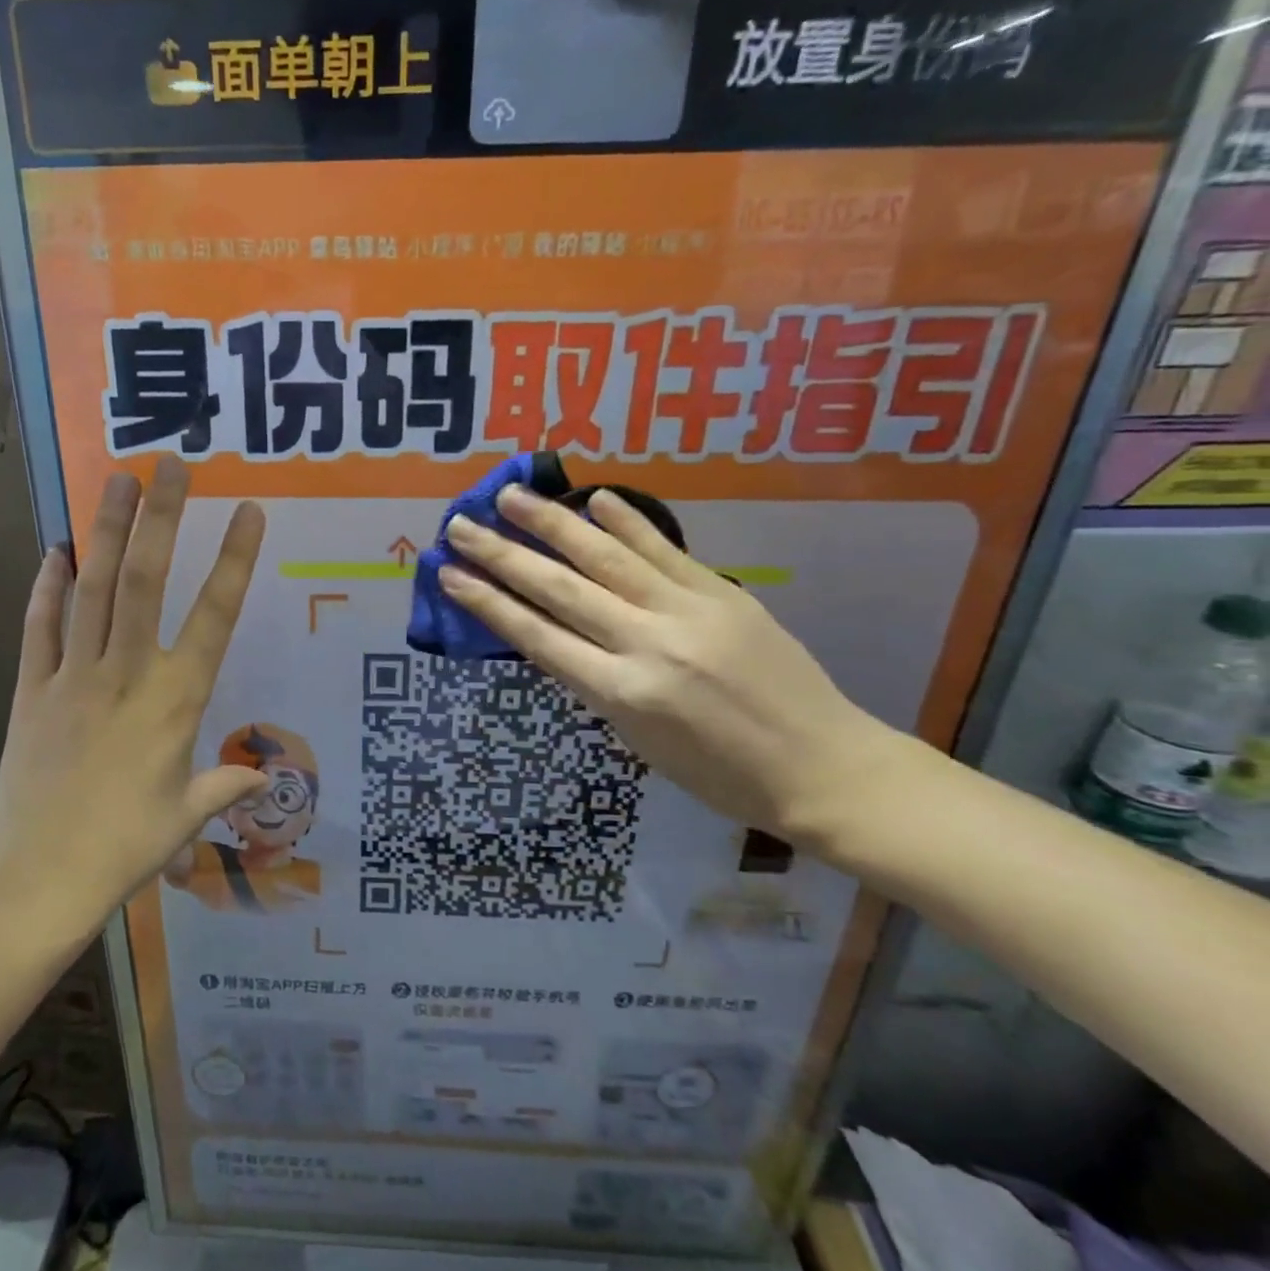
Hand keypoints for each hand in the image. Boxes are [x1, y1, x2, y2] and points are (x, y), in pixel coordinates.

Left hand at [0, 459, 267, 939]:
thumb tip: (263, 779)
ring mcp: (73, 676)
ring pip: (92, 589)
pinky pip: (39, 627)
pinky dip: (46, 587)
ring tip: (117, 480)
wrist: (38, 875)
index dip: (234, 561)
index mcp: (176, 700)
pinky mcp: (30, 689)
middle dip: (162, 518)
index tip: (249, 512)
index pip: (214, 617)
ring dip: (106, 531)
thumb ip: (226, 786)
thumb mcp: (187, 817)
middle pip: (145, 582)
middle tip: (171, 465)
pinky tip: (54, 551)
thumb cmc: (126, 846)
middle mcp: (127, 673)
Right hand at [439, 486, 898, 840]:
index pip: (536, 636)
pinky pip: (665, 551)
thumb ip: (595, 684)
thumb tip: (558, 634)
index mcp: (620, 694)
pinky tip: (594, 497)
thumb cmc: (719, 774)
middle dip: (502, 556)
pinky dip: (628, 521)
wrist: (822, 767)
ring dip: (552, 523)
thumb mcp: (637, 741)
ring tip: (510, 496)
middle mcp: (647, 644)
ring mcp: (688, 612)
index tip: (449, 575)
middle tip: (460, 525)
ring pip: (606, 557)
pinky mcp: (724, 593)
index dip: (487, 603)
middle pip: (559, 589)